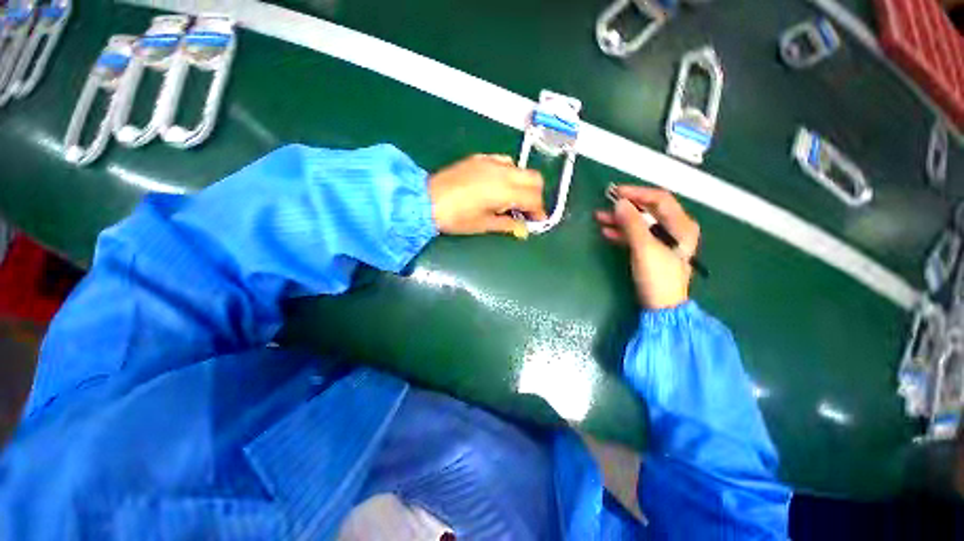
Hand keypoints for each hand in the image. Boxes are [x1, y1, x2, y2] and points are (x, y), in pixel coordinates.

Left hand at [429, 154, 546, 235]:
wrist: (426, 200)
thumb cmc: (455, 218)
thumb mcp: (483, 225)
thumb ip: (507, 225)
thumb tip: (523, 230)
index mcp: (504, 190)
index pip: (533, 197)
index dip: (539, 210)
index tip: (536, 221)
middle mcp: (502, 171)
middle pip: (534, 178)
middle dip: (535, 195)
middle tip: (527, 210)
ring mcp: (490, 161)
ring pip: (520, 168)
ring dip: (522, 184)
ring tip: (512, 199)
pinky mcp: (479, 158)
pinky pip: (504, 161)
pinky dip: (509, 173)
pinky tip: (498, 185)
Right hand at [595, 186, 699, 309]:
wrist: (661, 306)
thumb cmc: (658, 276)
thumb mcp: (645, 248)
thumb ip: (632, 224)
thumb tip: (619, 203)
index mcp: (681, 225)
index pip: (660, 199)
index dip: (637, 193)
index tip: (616, 193)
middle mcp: (674, 229)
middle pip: (648, 210)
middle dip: (626, 207)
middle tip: (605, 206)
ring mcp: (662, 240)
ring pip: (639, 223)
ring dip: (620, 219)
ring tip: (600, 218)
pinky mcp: (651, 251)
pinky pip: (635, 235)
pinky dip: (621, 232)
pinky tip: (607, 231)